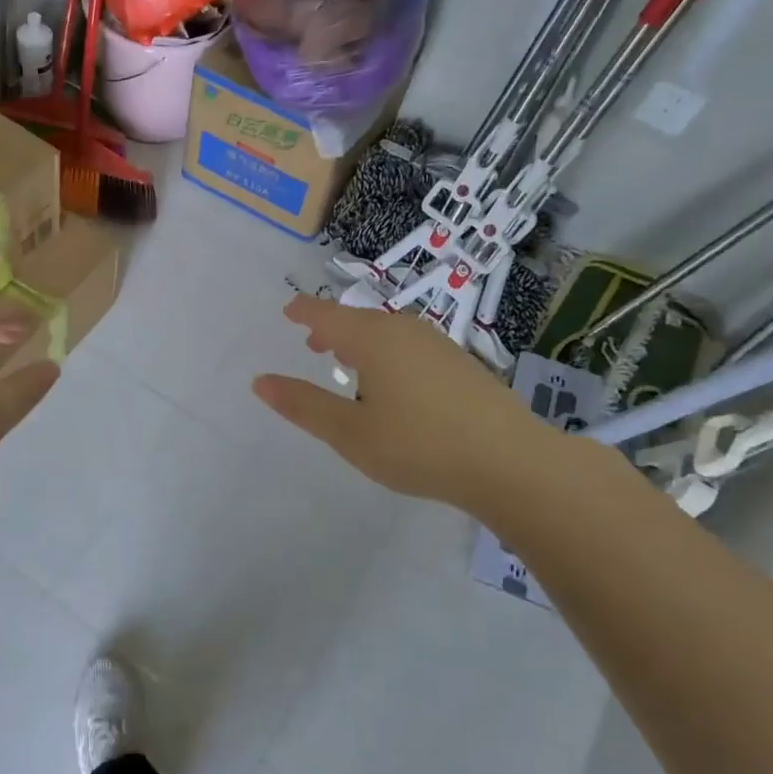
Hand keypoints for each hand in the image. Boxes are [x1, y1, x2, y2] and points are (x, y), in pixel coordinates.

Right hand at [252, 295, 580, 515]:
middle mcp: (405, 330)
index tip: (288, 310)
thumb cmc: (419, 445)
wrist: (512, 462)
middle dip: (332, 328)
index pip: (327, 314)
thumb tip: (260, 381)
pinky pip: (410, 345)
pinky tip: (394, 383)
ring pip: (387, 332)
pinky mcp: (461, 364)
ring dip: (361, 341)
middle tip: (312, 342)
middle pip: (358, 320)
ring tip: (348, 361)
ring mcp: (438, 344)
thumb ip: (304, 405)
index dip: (304, 311)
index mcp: (373, 338)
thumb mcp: (350, 432)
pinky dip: (388, 353)